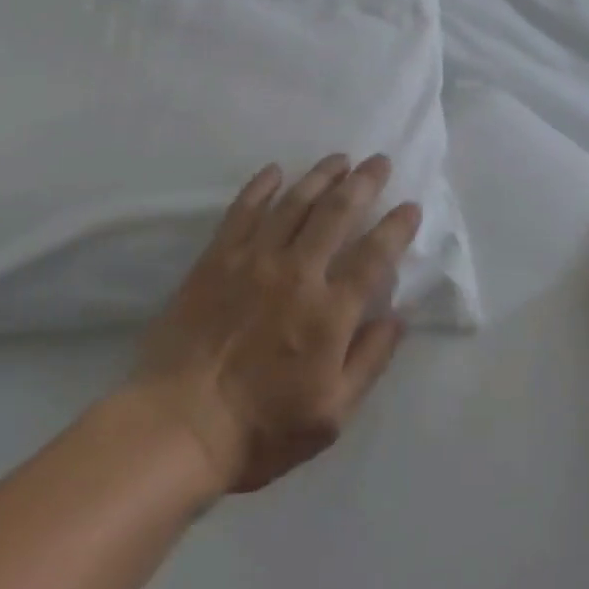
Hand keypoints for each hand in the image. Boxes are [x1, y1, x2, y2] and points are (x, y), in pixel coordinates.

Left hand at [132, 155, 419, 494]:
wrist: (178, 425)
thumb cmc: (260, 429)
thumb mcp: (331, 415)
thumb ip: (369, 361)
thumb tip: (397, 317)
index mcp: (330, 312)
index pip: (375, 255)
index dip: (397, 227)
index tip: (411, 207)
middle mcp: (298, 273)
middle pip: (338, 213)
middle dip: (364, 182)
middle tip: (379, 161)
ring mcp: (255, 259)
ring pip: (295, 203)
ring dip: (321, 175)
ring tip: (339, 159)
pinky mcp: (218, 258)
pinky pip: (243, 210)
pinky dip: (261, 186)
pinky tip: (275, 171)